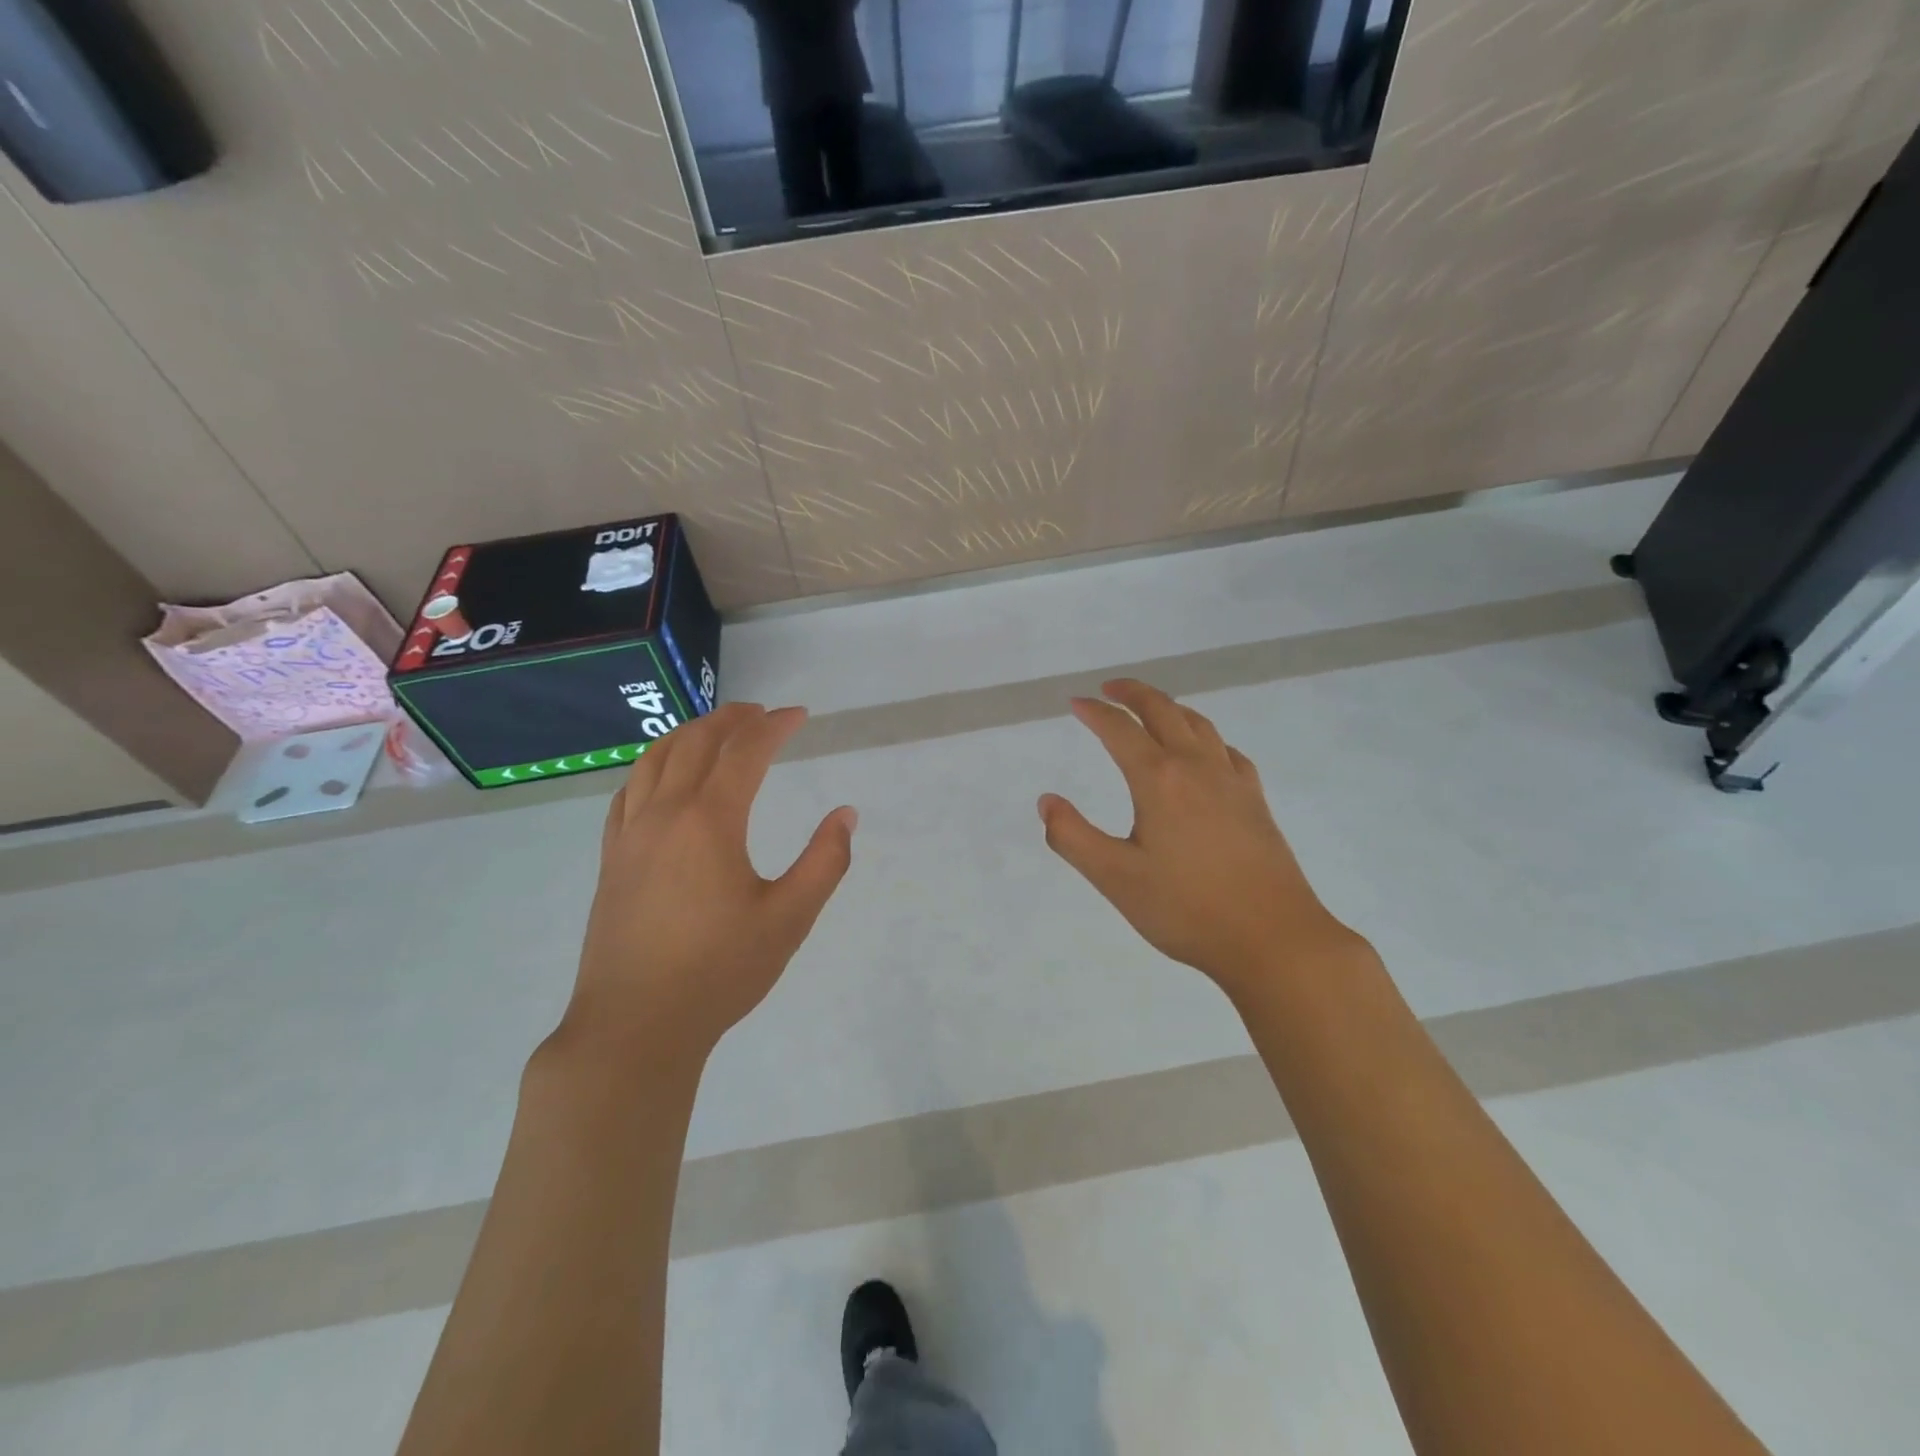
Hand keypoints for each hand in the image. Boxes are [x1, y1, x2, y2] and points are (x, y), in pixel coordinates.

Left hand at [562, 703, 856, 1060]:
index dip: (774, 726)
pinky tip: (662, 778)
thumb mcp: (789, 919)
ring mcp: (630, 836)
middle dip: (731, 719)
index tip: (799, 715)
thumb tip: (845, 815)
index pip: (745, 752)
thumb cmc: (720, 971)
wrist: (635, 1026)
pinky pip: (628, 792)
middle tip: (760, 713)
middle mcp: (664, 815)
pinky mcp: (611, 860)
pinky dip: (651, 767)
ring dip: (688, 735)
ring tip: (714, 731)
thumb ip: (824, 862)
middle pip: (695, 744)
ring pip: (654, 761)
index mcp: (710, 822)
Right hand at [1038, 680, 1361, 997]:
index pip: (1120, 730)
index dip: (1095, 712)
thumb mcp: (1115, 878)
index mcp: (1159, 780)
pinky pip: (1227, 751)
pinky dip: (1205, 737)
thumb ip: (1072, 837)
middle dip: (1133, 694)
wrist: (1274, 938)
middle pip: (1164, 711)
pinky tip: (1205, 753)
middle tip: (1110, 688)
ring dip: (1170, 708)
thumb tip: (1046, 801)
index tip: (1076, 703)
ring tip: (1152, 710)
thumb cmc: (1187, 910)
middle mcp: (1197, 767)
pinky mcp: (1256, 801)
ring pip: (1199, 724)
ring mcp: (1232, 781)